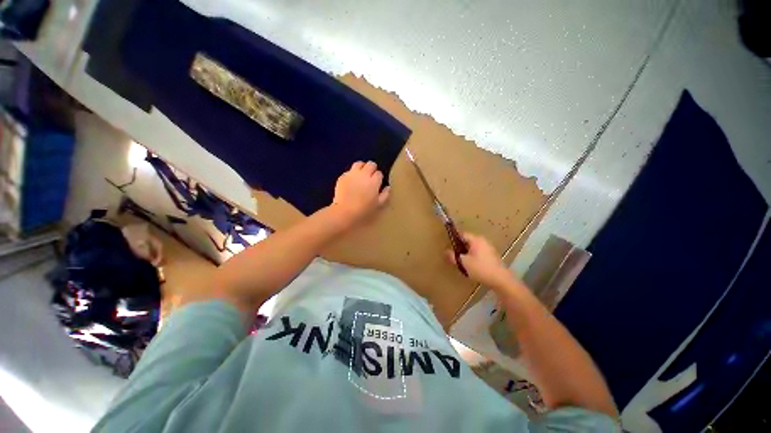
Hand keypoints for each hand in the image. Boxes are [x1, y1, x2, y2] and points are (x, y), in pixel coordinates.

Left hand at [331, 161, 390, 226]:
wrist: (345, 212)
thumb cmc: (364, 210)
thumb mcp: (378, 205)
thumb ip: (385, 195)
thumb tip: (388, 187)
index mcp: (373, 181)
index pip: (379, 173)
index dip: (379, 178)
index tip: (377, 184)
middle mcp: (363, 174)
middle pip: (371, 164)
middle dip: (372, 169)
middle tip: (371, 178)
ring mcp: (352, 174)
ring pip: (359, 163)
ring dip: (362, 167)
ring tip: (361, 175)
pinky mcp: (342, 177)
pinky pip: (349, 171)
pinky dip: (352, 174)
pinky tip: (351, 182)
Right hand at [447, 232, 514, 287]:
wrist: (501, 280)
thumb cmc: (480, 268)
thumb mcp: (463, 263)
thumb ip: (453, 256)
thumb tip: (446, 252)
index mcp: (476, 240)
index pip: (462, 234)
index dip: (454, 238)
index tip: (448, 245)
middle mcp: (483, 241)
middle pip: (468, 240)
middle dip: (460, 246)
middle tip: (454, 254)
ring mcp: (489, 248)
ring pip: (473, 247)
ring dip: (467, 252)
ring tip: (461, 261)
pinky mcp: (492, 256)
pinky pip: (479, 252)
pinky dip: (473, 256)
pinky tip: (471, 265)